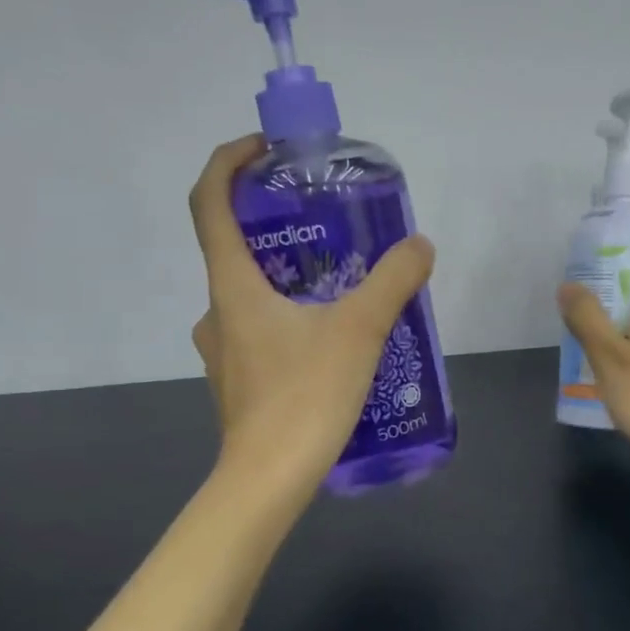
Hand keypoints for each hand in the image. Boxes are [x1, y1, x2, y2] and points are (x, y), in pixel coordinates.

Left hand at [189, 137, 434, 493]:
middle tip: (326, 222)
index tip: (266, 150)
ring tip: (339, 281)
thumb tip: (420, 246)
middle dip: (275, 223)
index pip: (209, 202)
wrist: (268, 481)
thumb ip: (393, 282)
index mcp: (233, 286)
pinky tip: (331, 337)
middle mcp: (217, 311)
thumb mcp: (359, 331)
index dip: (229, 162)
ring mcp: (223, 350)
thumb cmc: (304, 396)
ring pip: (250, 294)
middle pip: (234, 247)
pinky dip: (289, 316)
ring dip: (286, 275)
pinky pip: (260, 330)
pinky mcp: (239, 380)